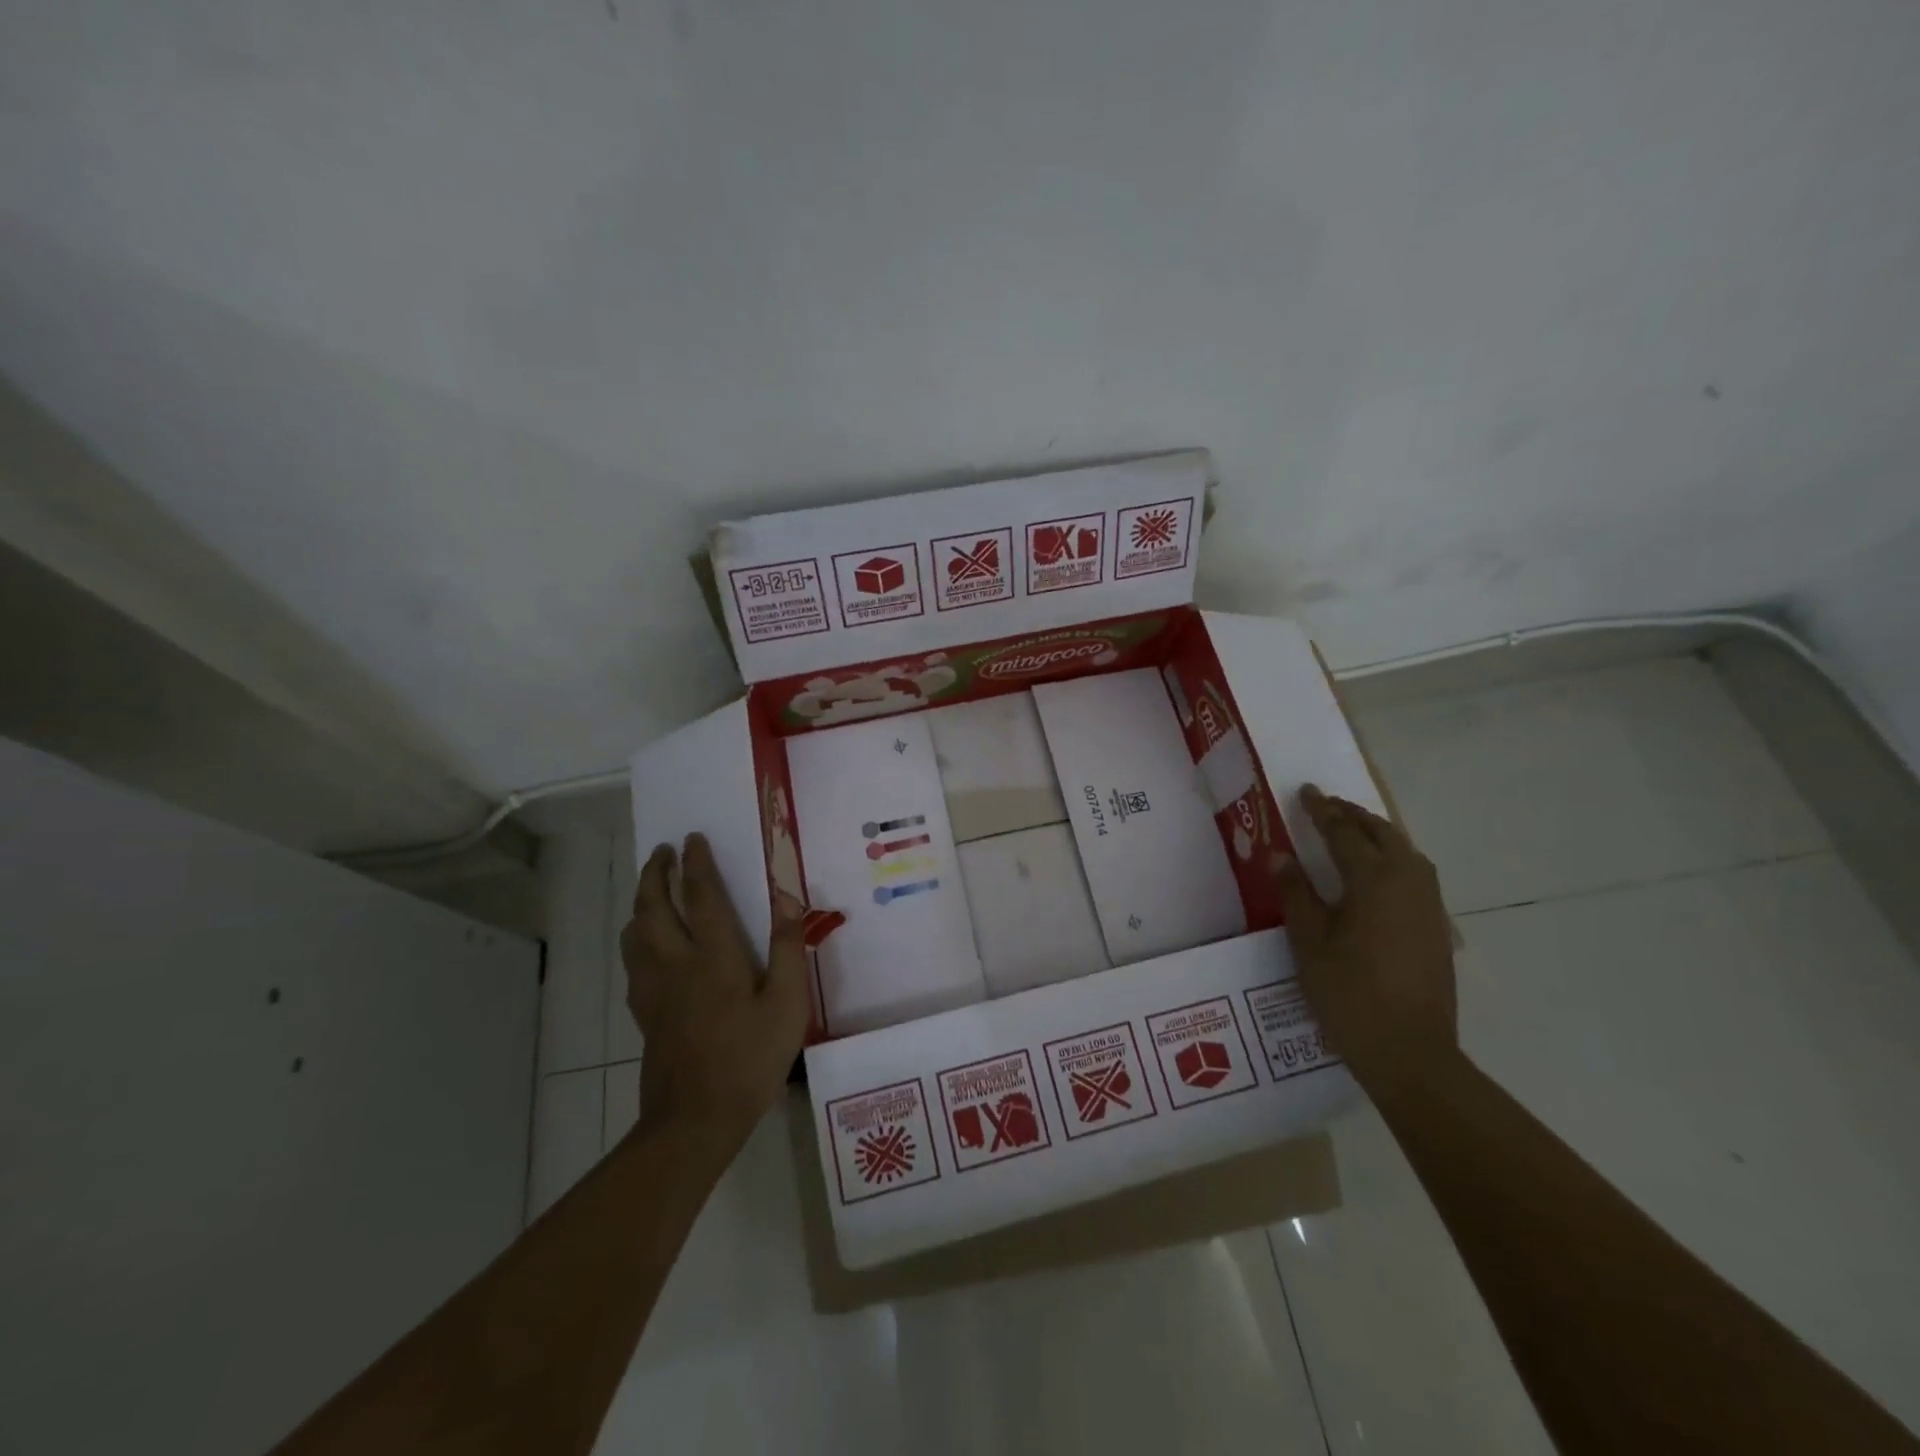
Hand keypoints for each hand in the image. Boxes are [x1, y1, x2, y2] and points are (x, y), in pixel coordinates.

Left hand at [620, 834, 809, 1148]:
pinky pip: (632, 961)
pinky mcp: (644, 1012)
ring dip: (640, 902)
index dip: (697, 863)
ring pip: (635, 932)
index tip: (692, 838)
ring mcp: (653, 989)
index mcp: (714, 956)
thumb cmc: (750, 1058)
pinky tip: (645, 946)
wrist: (695, 1119)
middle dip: (655, 873)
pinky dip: (636, 938)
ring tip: (651, 889)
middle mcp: (676, 963)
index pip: (701, 896)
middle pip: (654, 906)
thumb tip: (785, 897)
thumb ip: (786, 947)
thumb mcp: (786, 1004)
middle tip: (662, 852)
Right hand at [1277, 785, 1458, 1102]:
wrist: (1410, 1053)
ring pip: (1406, 852)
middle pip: (1383, 834)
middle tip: (1326, 805)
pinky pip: (1417, 873)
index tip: (1305, 791)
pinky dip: (1395, 857)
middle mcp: (1409, 883)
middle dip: (1354, 815)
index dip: (1322, 811)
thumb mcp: (1308, 943)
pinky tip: (1379, 873)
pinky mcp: (1437, 928)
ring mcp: (1429, 906)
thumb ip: (1296, 894)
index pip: (1345, 833)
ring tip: (1353, 830)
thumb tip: (1282, 856)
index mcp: (1375, 881)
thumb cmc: (1349, 994)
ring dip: (1378, 833)